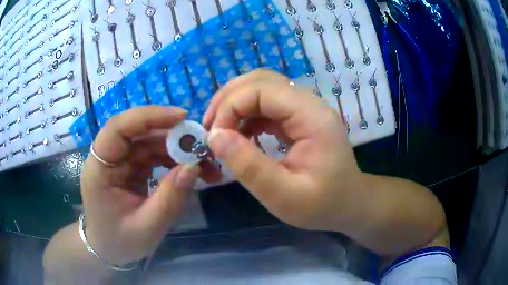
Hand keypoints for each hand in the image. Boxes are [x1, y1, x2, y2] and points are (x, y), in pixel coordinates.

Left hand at [80, 106, 200, 264]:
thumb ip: (170, 198)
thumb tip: (195, 166)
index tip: (181, 117)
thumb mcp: (147, 227)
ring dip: (177, 149)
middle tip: (203, 146)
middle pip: (138, 132)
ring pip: (150, 142)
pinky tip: (189, 170)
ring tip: (204, 164)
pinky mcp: (130, 166)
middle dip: (172, 136)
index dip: (148, 116)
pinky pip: (153, 154)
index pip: (118, 128)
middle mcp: (108, 157)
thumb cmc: (120, 241)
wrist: (109, 248)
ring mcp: (120, 161)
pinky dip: (173, 159)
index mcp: (100, 168)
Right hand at [203, 70, 361, 230]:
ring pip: (262, 87)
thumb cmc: (322, 204)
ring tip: (220, 130)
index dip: (231, 107)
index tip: (214, 137)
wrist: (348, 203)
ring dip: (235, 103)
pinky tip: (239, 134)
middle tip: (210, 127)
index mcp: (312, 116)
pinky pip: (267, 104)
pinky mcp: (299, 117)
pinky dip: (247, 114)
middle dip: (229, 99)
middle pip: (261, 80)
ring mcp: (305, 108)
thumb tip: (215, 137)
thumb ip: (249, 167)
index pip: (263, 89)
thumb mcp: (284, 196)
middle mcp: (309, 103)